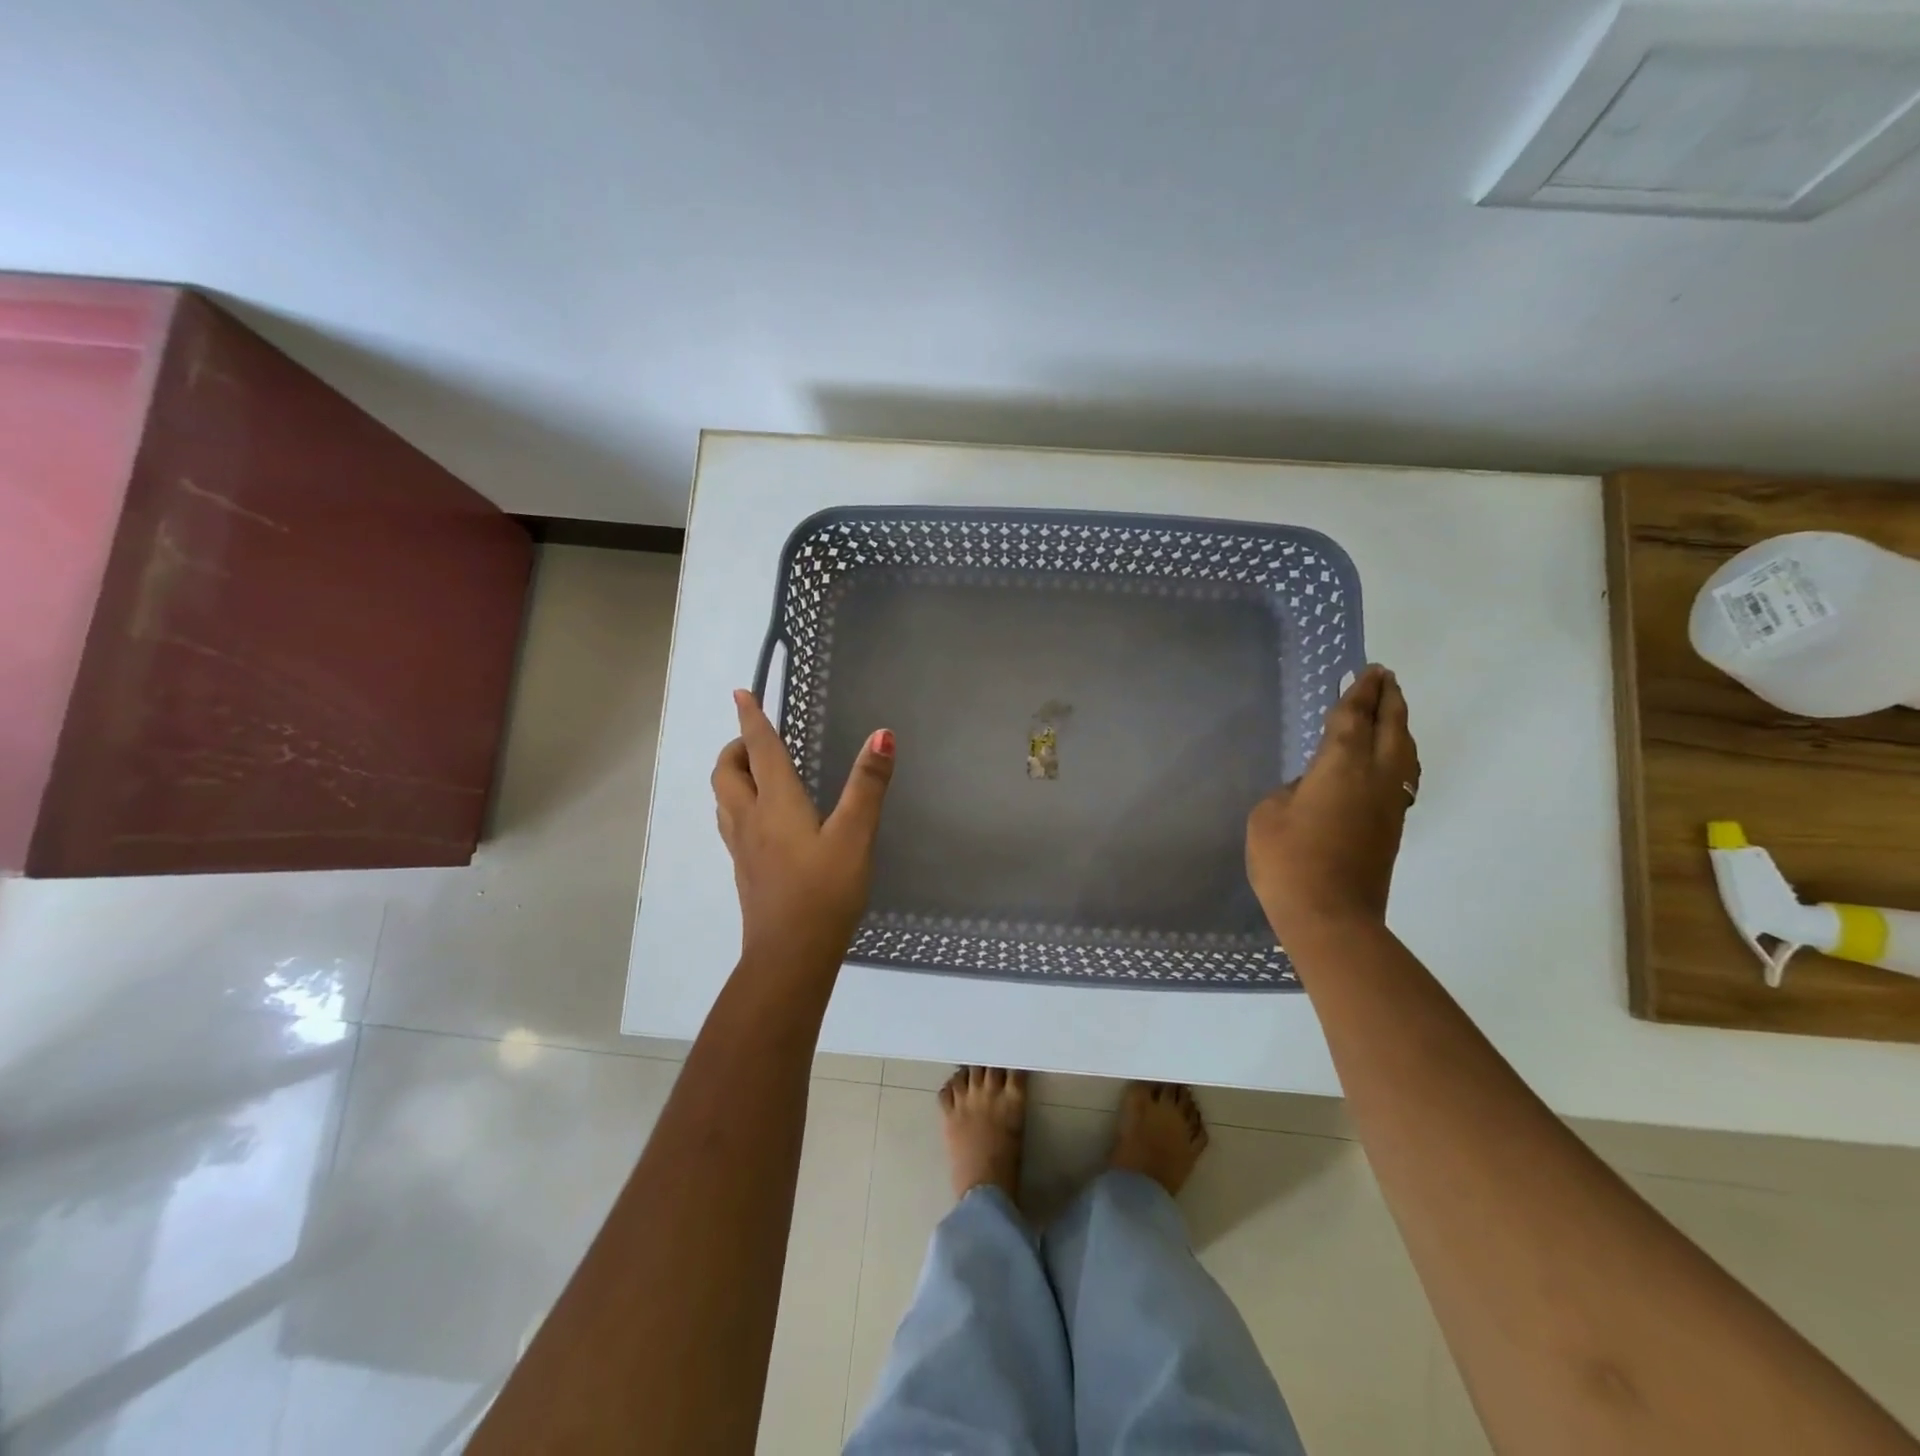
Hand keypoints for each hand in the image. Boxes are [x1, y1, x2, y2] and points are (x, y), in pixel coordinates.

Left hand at [711, 690, 895, 972]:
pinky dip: (739, 804)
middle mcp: (750, 819)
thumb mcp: (855, 835)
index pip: (759, 749)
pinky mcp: (745, 870)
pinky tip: (761, 820)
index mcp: (775, 803)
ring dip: (732, 776)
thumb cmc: (824, 891)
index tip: (741, 693)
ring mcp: (742, 848)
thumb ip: (867, 785)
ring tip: (755, 772)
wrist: (789, 955)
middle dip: (736, 748)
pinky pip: (731, 823)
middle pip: (727, 772)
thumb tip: (881, 734)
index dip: (751, 719)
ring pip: (724, 799)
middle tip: (756, 739)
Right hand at [1246, 665, 1418, 939]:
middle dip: (1389, 700)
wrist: (1330, 916)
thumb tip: (1311, 790)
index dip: (1359, 692)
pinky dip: (1398, 756)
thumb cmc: (1288, 860)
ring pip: (1404, 753)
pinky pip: (1401, 776)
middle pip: (1391, 728)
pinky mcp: (1391, 828)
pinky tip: (1388, 761)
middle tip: (1385, 678)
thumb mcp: (1268, 815)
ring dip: (1400, 726)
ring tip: (1392, 712)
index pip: (1354, 718)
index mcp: (1342, 766)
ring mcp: (1388, 804)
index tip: (1368, 671)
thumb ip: (1291, 792)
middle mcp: (1375, 777)